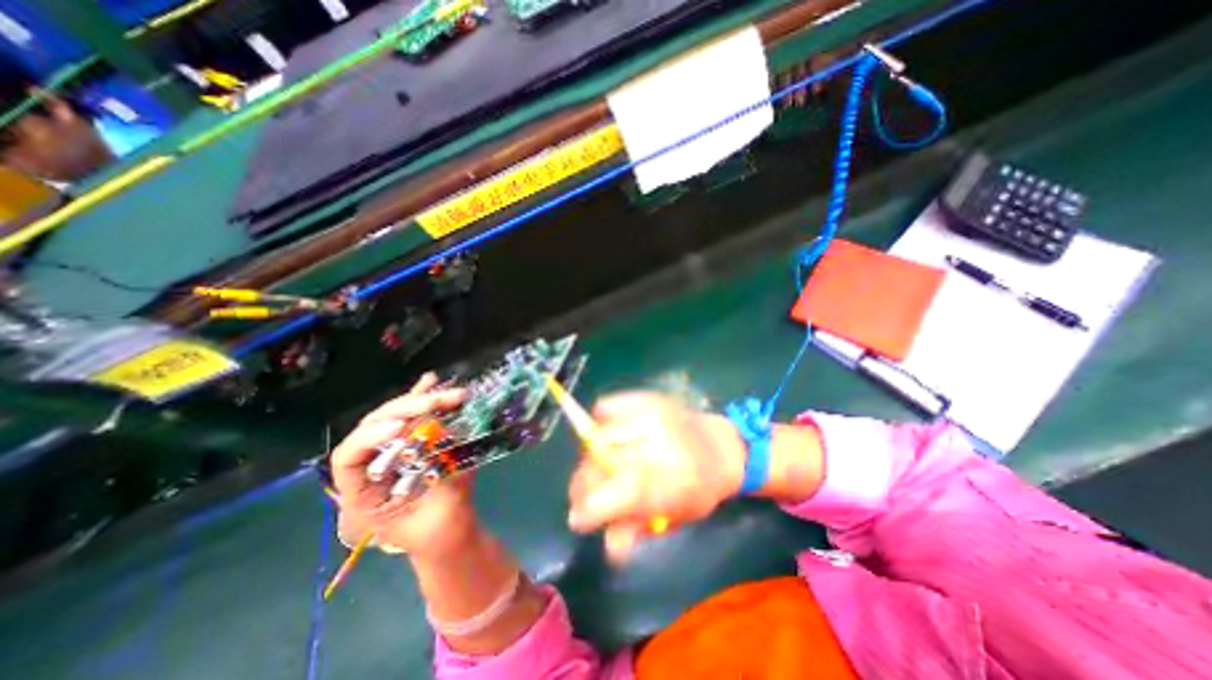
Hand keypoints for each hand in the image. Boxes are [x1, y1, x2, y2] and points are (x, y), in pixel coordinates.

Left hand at [331, 375, 475, 558]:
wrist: (451, 538)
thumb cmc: (441, 536)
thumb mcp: (444, 513)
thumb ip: (445, 476)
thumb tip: (447, 435)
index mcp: (363, 494)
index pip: (349, 458)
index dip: (369, 438)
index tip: (400, 427)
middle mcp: (373, 468)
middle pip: (376, 427)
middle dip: (407, 408)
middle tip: (440, 399)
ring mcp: (394, 454)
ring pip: (395, 417)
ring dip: (421, 399)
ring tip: (445, 389)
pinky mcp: (415, 445)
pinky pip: (414, 417)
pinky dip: (423, 399)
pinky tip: (432, 381)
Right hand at [565, 393, 749, 561]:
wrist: (722, 447)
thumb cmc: (702, 489)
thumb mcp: (675, 517)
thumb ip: (637, 529)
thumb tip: (606, 545)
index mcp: (663, 481)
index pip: (609, 495)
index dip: (587, 510)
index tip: (579, 520)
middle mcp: (652, 444)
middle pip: (597, 463)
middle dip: (583, 485)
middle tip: (584, 495)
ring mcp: (646, 415)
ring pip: (597, 436)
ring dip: (589, 458)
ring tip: (597, 467)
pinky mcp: (644, 398)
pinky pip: (606, 407)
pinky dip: (598, 422)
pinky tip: (606, 436)